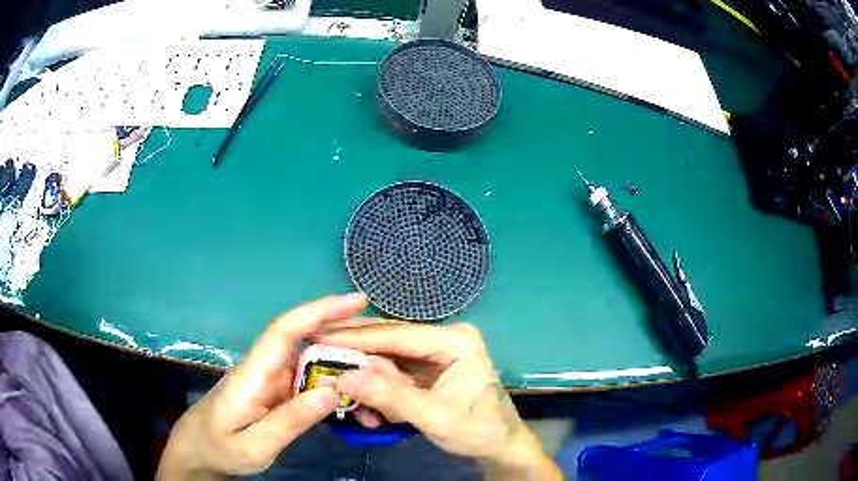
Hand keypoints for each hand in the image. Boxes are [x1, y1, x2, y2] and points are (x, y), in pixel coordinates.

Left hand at [157, 294, 366, 479]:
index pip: (286, 329)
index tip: (355, 300)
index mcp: (253, 373)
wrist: (197, 452)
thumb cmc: (219, 449)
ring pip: (310, 361)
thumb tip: (332, 390)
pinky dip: (332, 383)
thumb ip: (290, 421)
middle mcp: (264, 368)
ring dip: (342, 360)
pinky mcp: (275, 393)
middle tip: (384, 339)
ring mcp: (270, 381)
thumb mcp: (254, 446)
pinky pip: (308, 382)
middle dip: (342, 332)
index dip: (320, 309)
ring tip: (378, 367)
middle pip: (304, 339)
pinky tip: (352, 394)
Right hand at [319, 321, 562, 478]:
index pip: (398, 334)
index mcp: (455, 341)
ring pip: (385, 358)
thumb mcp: (435, 418)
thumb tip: (343, 378)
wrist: (499, 445)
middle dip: (356, 359)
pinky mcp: (427, 368)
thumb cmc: (478, 430)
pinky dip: (377, 392)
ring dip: (365, 383)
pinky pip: (392, 373)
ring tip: (353, 408)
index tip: (319, 338)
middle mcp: (444, 338)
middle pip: (388, 341)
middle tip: (318, 362)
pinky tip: (372, 414)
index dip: (356, 337)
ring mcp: (435, 353)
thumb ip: (390, 397)